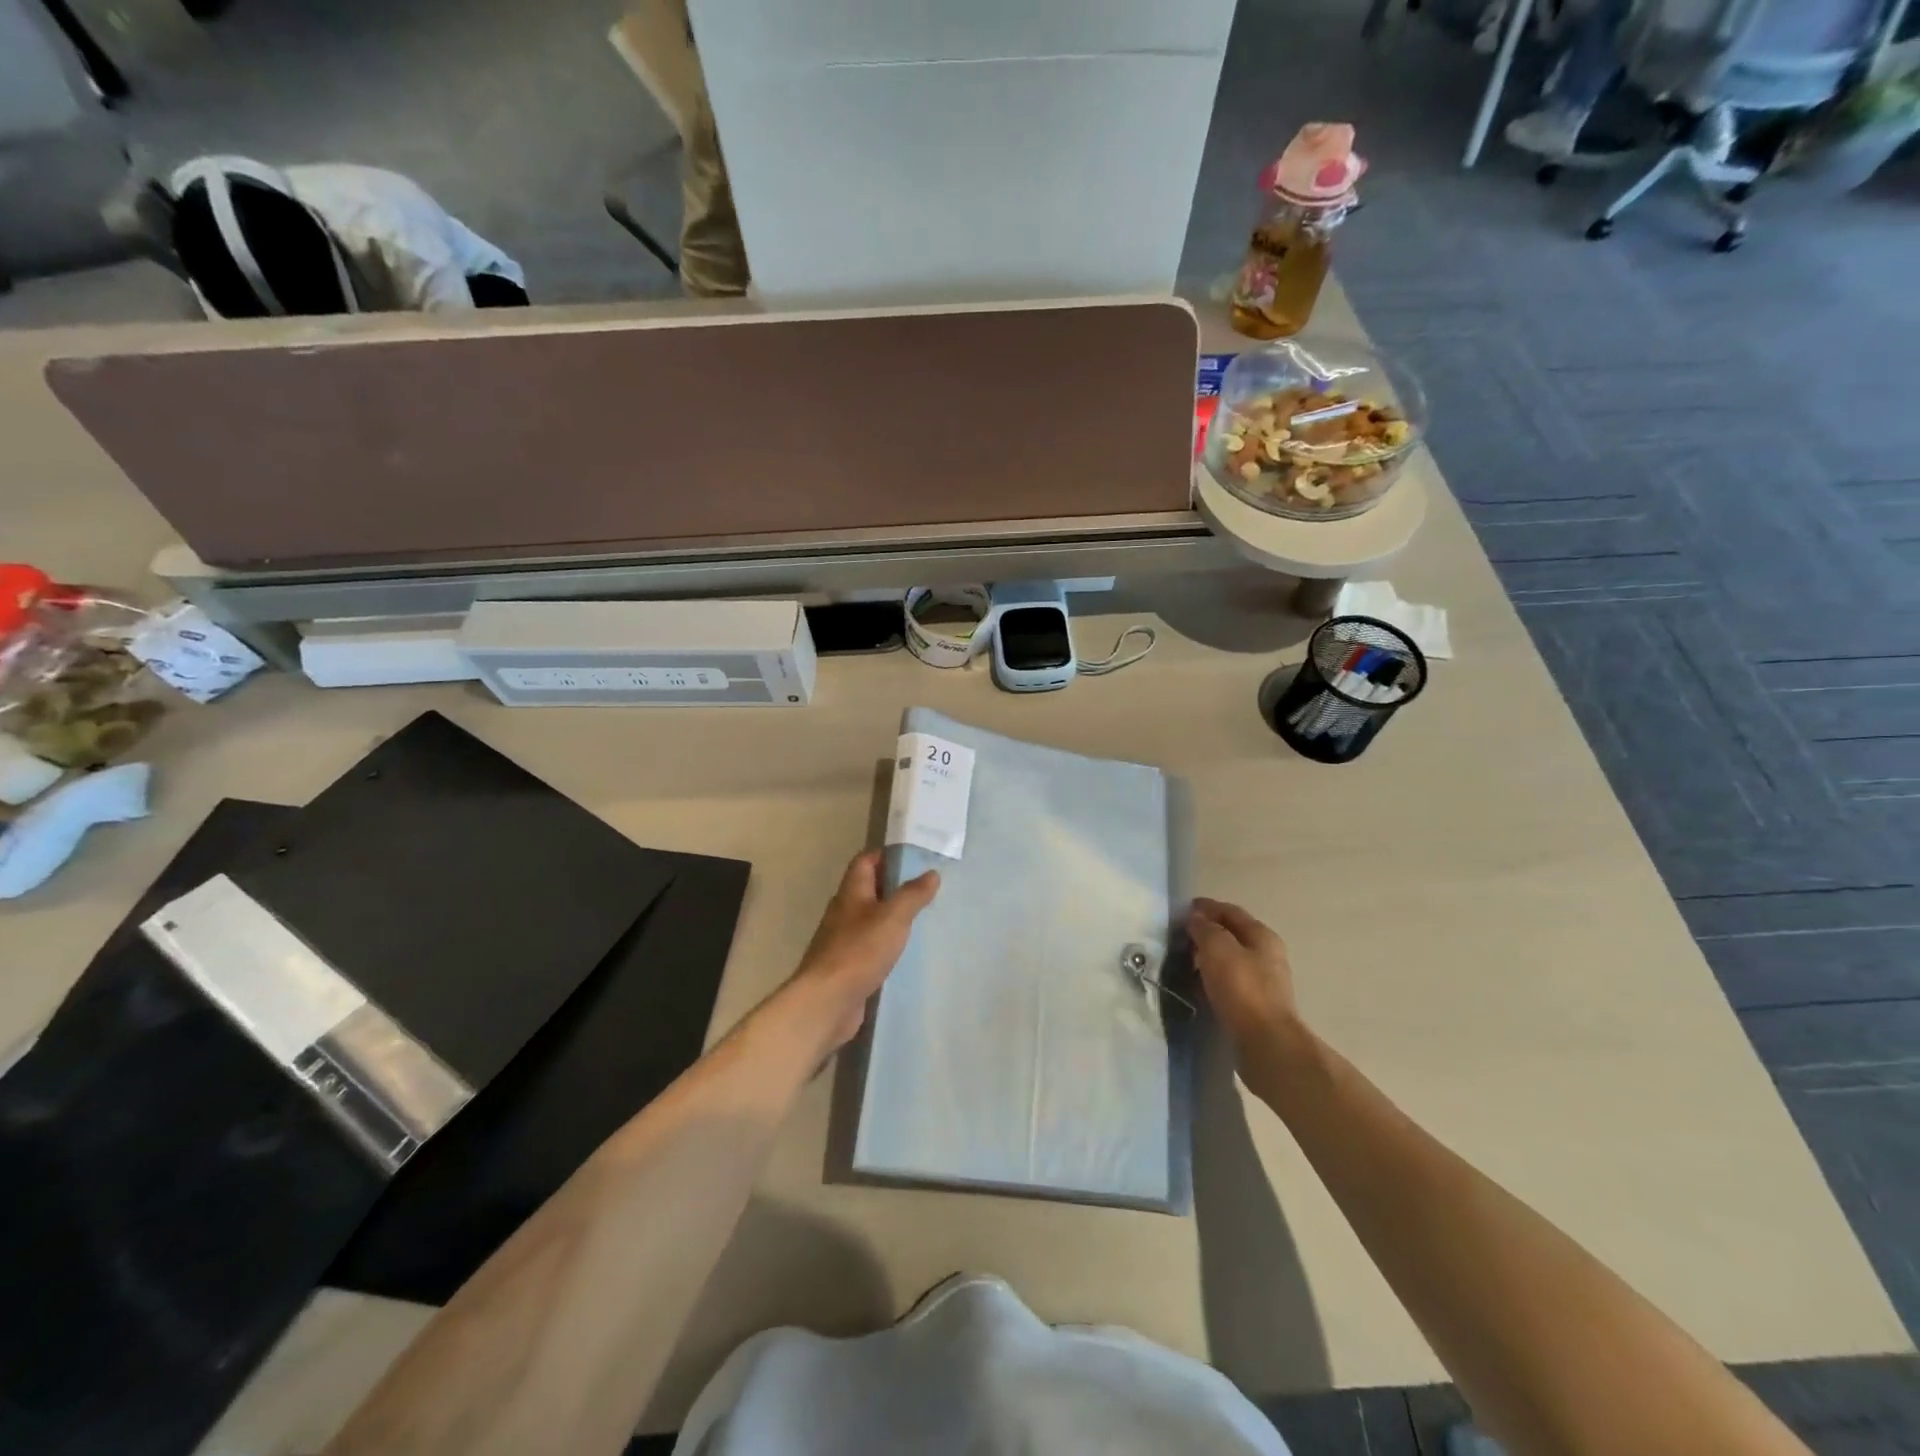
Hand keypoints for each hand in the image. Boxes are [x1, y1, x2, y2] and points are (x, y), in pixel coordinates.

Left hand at [787, 851, 939, 1051]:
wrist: (827, 1001)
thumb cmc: (859, 950)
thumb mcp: (893, 917)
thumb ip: (912, 894)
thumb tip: (931, 873)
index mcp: (851, 893)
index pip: (865, 862)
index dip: (886, 855)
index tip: (914, 857)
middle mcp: (844, 912)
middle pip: (868, 889)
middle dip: (894, 886)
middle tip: (926, 888)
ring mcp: (843, 940)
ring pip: (870, 920)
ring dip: (891, 917)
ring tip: (921, 918)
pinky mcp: (848, 966)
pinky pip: (870, 947)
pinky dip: (886, 945)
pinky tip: (905, 952)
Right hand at [1188, 898, 1299, 1059]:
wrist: (1265, 1043)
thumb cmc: (1242, 988)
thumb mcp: (1218, 948)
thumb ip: (1205, 928)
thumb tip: (1196, 918)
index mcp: (1262, 936)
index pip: (1231, 911)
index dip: (1207, 907)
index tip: (1183, 909)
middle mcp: (1266, 955)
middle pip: (1232, 935)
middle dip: (1206, 931)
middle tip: (1179, 935)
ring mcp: (1263, 981)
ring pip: (1229, 959)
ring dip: (1207, 956)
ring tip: (1183, 960)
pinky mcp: (1254, 1005)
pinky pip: (1228, 982)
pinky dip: (1211, 977)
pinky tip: (1197, 984)